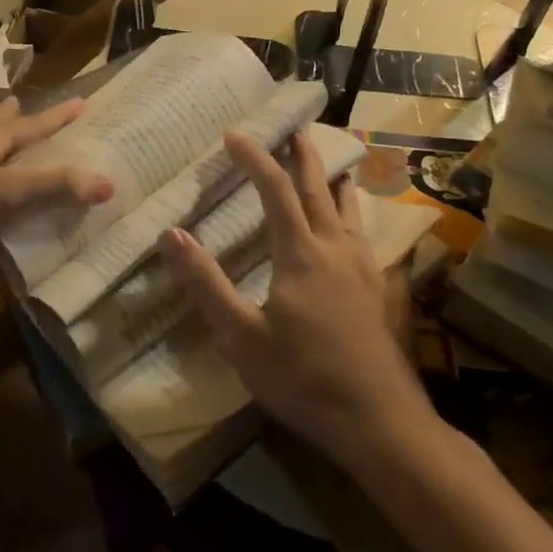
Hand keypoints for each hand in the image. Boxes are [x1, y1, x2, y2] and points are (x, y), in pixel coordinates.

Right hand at [158, 130, 433, 468]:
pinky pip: (362, 234)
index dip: (254, 158)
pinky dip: (352, 213)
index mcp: (301, 253)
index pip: (275, 190)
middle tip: (294, 127)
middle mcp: (335, 248)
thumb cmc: (304, 378)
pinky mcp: (378, 290)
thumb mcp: (241, 337)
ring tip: (329, 162)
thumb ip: (205, 283)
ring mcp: (363, 268)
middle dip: (302, 155)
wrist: (381, 423)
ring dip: (332, 179)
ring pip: (347, 208)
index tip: (234, 134)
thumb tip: (171, 234)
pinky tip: (351, 226)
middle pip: (318, 188)